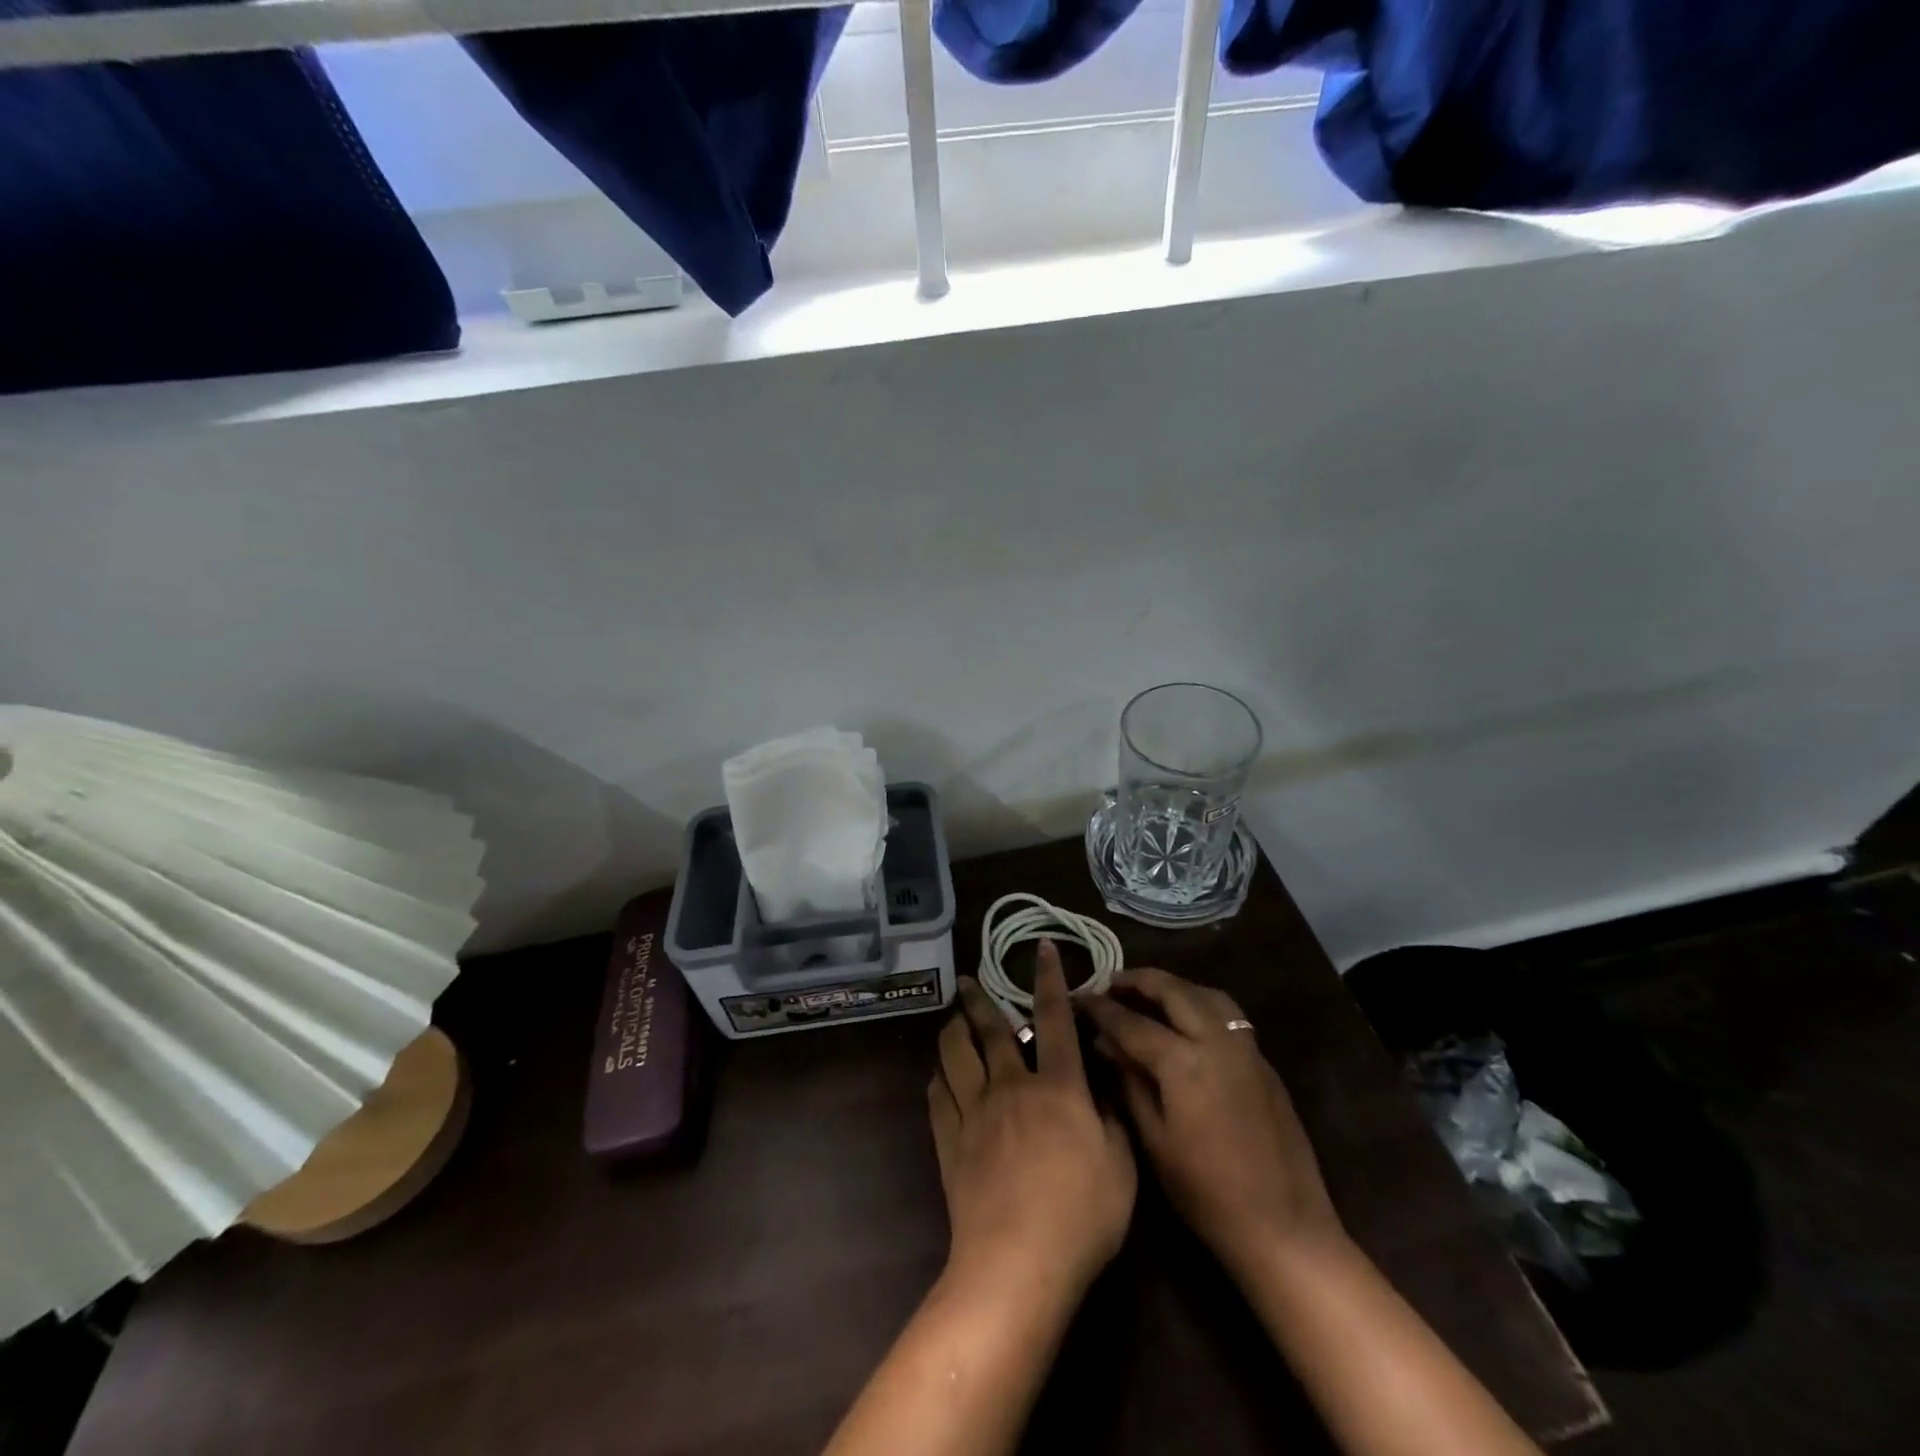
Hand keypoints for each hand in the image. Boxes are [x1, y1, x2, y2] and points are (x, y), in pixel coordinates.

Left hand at [928, 944, 1136, 1305]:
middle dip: (979, 999)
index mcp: (1057, 1087)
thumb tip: (1103, 1086)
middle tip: (966, 979)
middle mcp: (1011, 1086)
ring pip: (956, 1055)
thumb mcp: (1122, 1168)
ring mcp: (975, 1112)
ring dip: (952, 1031)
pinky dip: (938, 1078)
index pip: (1056, 1019)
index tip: (1043, 948)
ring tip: (951, 1018)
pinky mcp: (950, 1141)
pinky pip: (938, 1097)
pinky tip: (938, 1074)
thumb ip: (1113, 1120)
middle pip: (991, 1030)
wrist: (1018, 1262)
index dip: (1051, 980)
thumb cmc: (1081, 1216)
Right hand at [1083, 968, 1342, 1276]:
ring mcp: (1246, 1049)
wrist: (1284, 1228)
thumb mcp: (1154, 1141)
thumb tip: (1105, 1043)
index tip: (1080, 997)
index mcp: (1184, 1062)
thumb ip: (1129, 1082)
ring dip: (1174, 987)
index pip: (1132, 1022)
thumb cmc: (1207, 1194)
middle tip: (1112, 983)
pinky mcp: (1264, 1063)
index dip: (1102, 1008)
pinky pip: (1227, 1014)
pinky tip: (1186, 1022)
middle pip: (1173, 991)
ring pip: (1206, 994)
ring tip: (1149, 994)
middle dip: (1139, 981)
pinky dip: (1199, 1004)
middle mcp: (1217, 1041)